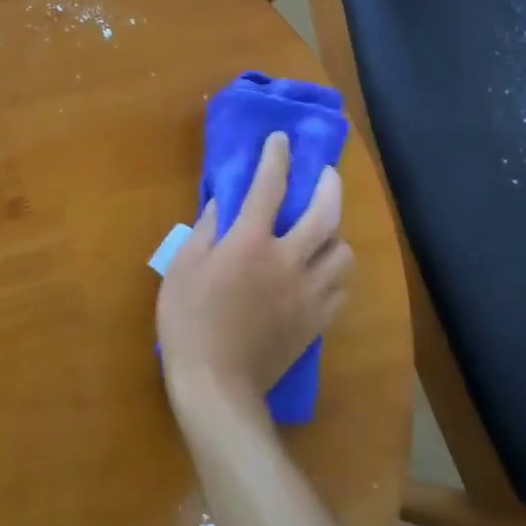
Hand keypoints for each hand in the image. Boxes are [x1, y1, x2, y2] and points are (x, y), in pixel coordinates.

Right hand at [157, 132, 352, 415]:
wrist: (218, 385)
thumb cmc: (189, 322)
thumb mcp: (182, 268)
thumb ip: (205, 230)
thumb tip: (222, 206)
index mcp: (250, 243)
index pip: (269, 187)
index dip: (276, 158)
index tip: (281, 140)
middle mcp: (288, 260)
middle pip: (325, 214)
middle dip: (329, 186)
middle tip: (326, 174)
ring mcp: (308, 292)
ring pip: (343, 253)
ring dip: (337, 234)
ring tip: (325, 230)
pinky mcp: (317, 321)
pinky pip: (342, 289)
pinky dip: (337, 272)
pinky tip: (324, 271)